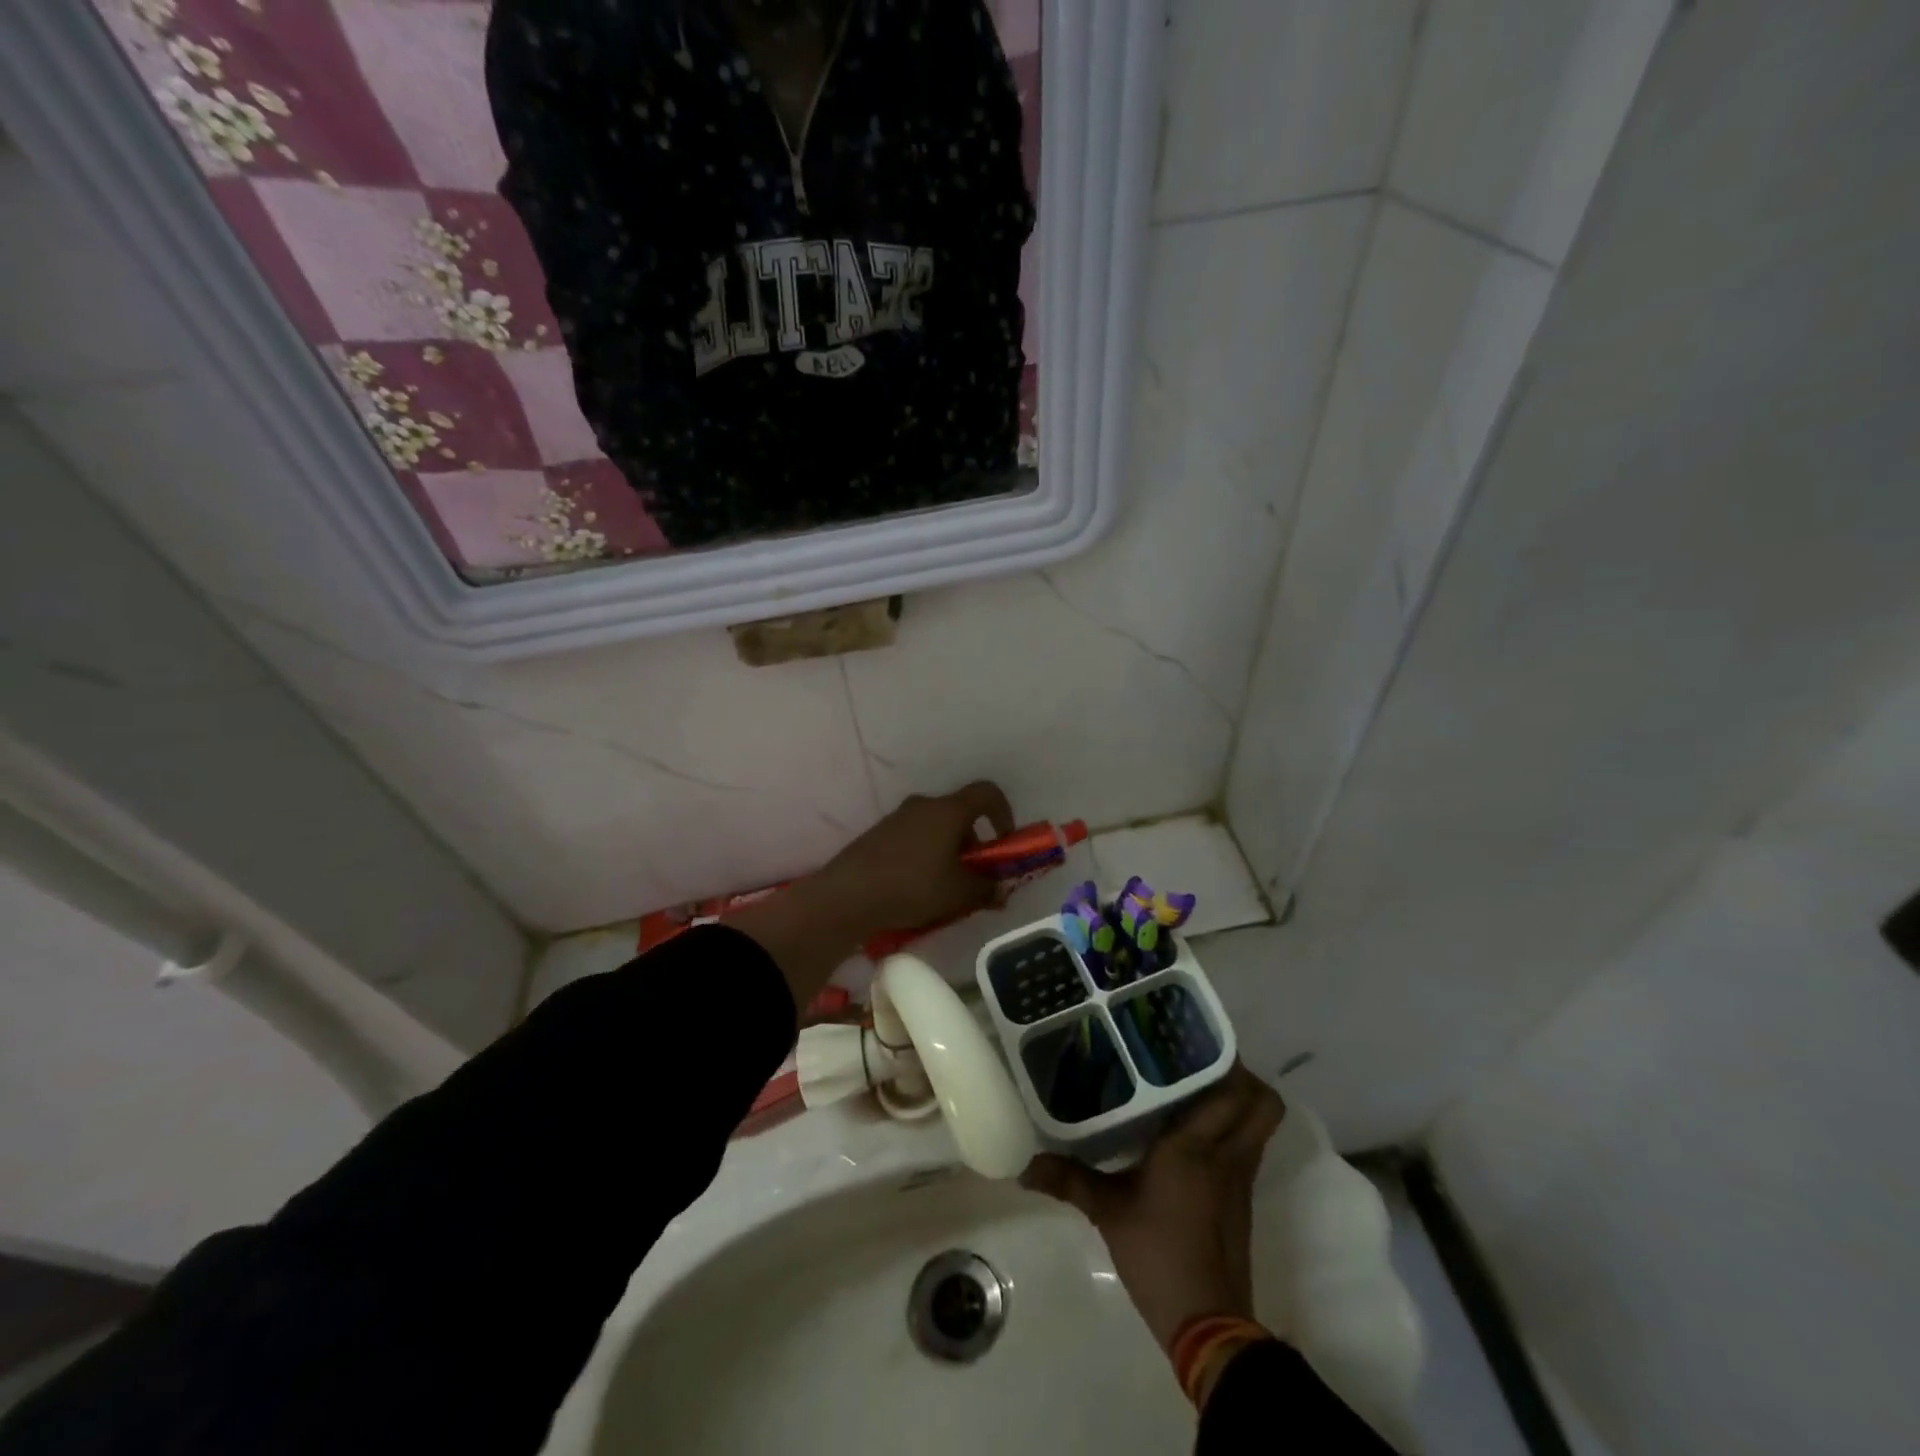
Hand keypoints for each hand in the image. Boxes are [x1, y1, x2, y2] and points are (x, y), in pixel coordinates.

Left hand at [731, 781, 1014, 1007]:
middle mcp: (923, 805)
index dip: (1004, 813)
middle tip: (975, 877)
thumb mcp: (959, 894)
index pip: (987, 793)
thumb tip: (999, 890)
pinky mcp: (878, 835)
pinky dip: (925, 858)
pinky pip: (913, 839)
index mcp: (948, 810)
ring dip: (949, 853)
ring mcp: (897, 818)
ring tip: (946, 891)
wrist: (848, 895)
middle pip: (960, 815)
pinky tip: (918, 890)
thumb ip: (987, 889)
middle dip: (974, 843)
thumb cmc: (913, 887)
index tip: (1005, 842)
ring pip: (935, 829)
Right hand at [1022, 1062, 1283, 1352]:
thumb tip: (1024, 1166)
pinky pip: (1248, 1146)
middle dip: (1241, 1075)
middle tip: (1198, 1060)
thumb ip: (1069, 1180)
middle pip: (1263, 1102)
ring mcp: (1241, 1177)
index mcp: (1196, 1146)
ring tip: (1194, 1085)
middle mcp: (1227, 1153)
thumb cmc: (1157, 1255)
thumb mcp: (1107, 1212)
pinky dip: (1233, 1129)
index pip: (1232, 1091)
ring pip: (1259, 1123)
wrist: (1207, 1324)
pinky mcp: (1242, 1198)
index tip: (1192, 1038)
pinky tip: (1194, 1130)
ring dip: (1239, 1101)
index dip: (1224, 1060)